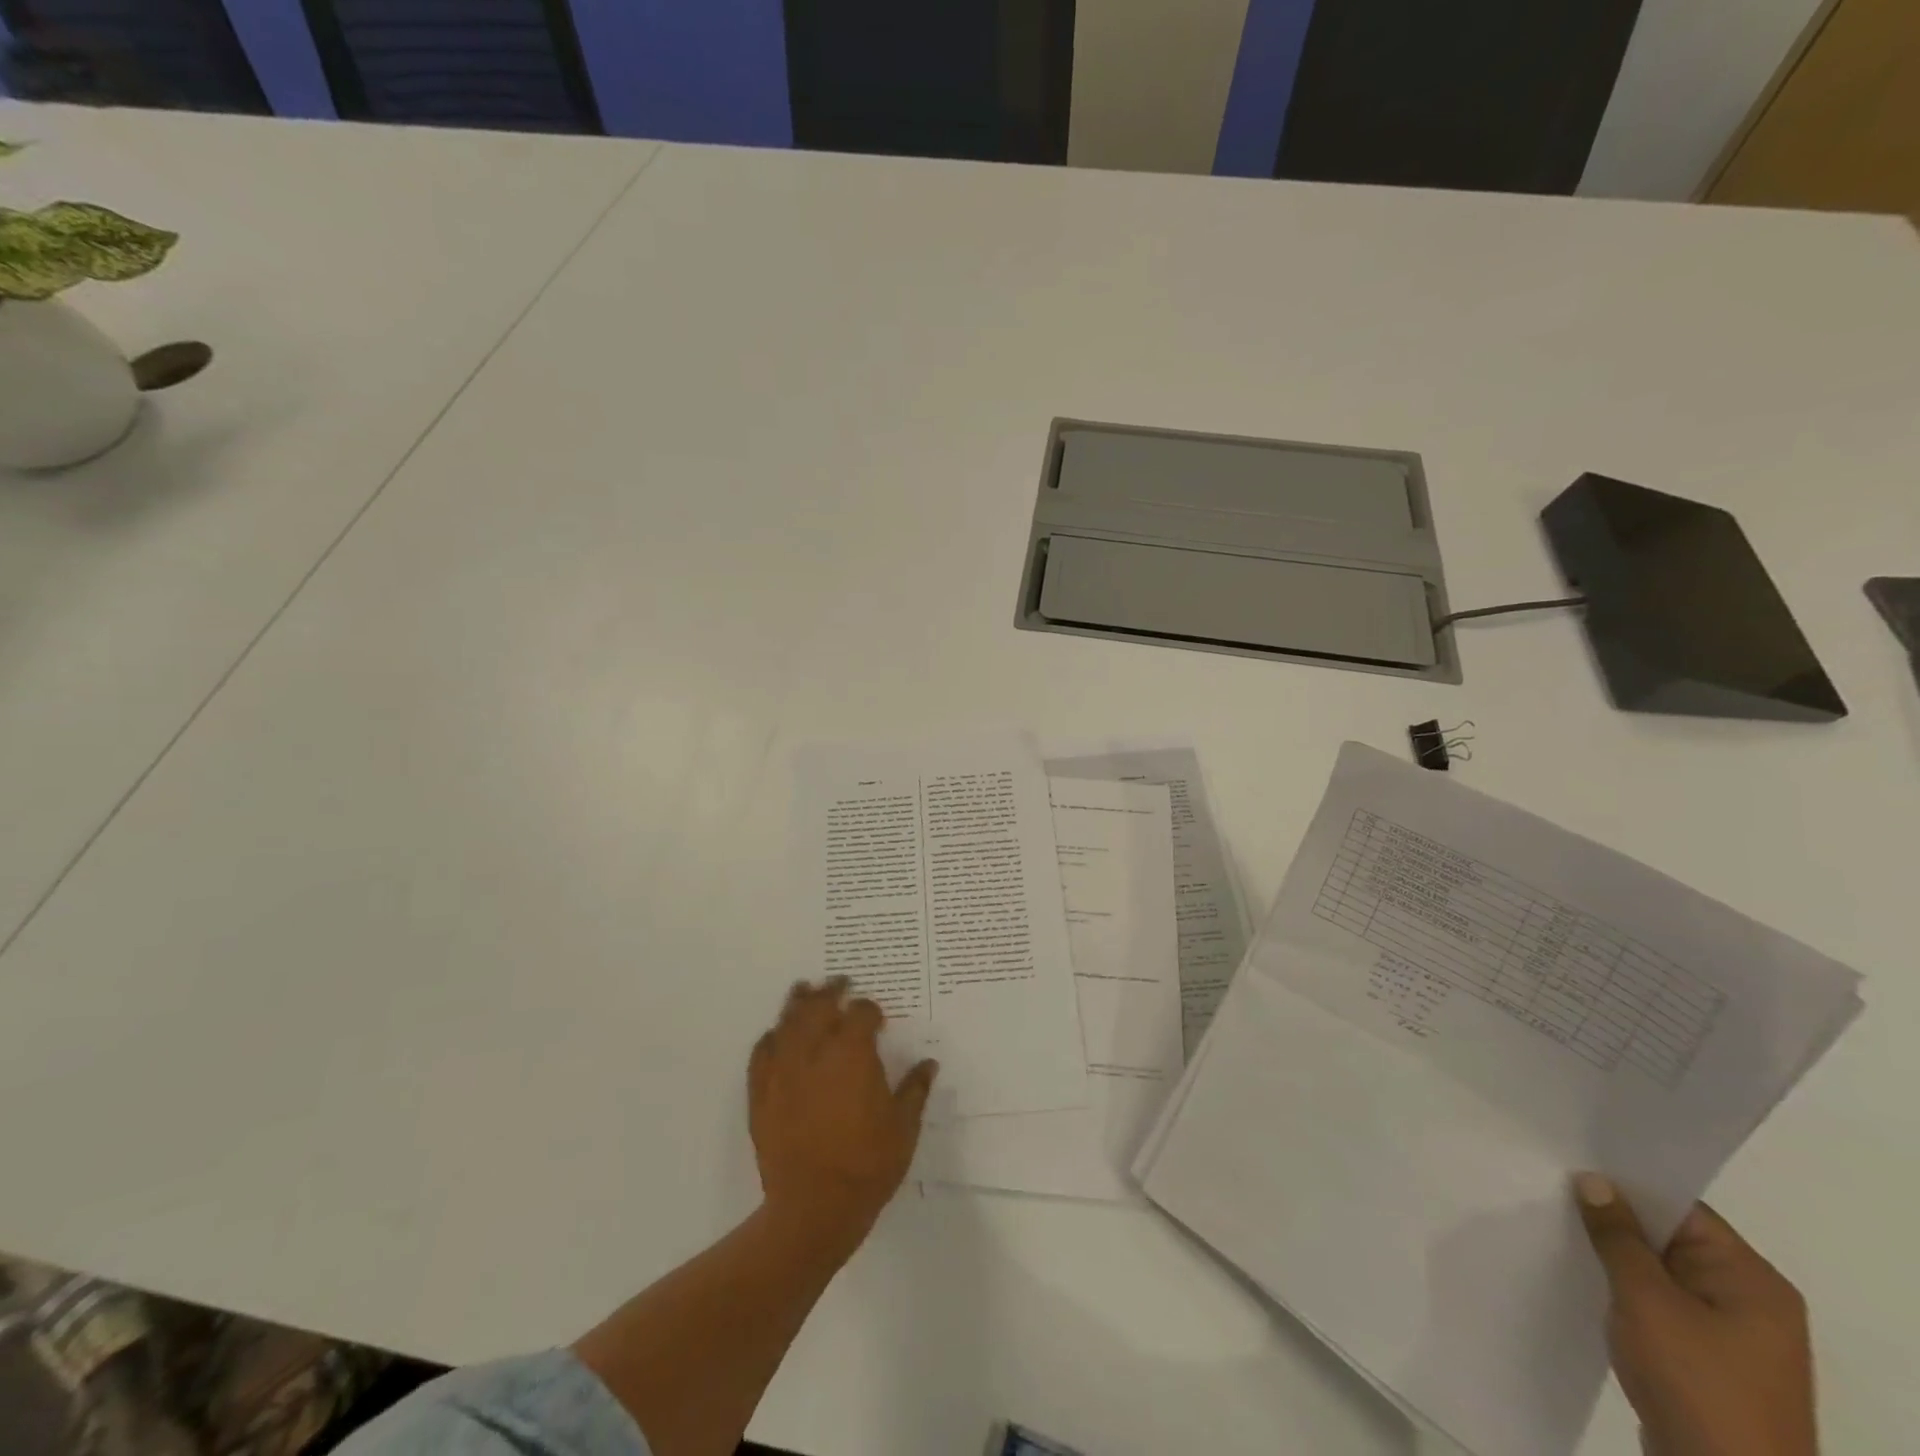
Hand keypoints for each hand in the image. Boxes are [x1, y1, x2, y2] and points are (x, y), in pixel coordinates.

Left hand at [748, 978, 937, 1256]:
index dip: (870, 1010)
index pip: (861, 1013)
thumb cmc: (867, 1166)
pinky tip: (776, 1035)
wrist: (812, 1209)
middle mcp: (815, 1051)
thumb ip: (915, 1090)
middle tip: (840, 982)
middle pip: (819, 1005)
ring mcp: (783, 1070)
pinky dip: (771, 1038)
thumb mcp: (904, 1128)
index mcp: (853, 1053)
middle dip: (832, 990)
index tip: (877, 1017)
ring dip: (798, 1002)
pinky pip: (762, 1053)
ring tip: (804, 990)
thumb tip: (928, 1063)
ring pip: (788, 1021)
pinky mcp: (761, 1093)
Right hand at [1575, 1174, 1816, 1455]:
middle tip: (1553, 1189)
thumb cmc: (1695, 1380)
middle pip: (1672, 1238)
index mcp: (1753, 1280)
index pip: (1682, 1208)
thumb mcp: (1645, 1298)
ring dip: (1617, 1256)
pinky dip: (1625, 1289)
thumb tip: (1594, 1181)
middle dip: (1615, 1219)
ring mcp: (1733, 1335)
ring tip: (1560, 1228)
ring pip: (1661, 1271)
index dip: (1627, 1184)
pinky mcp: (1710, 1360)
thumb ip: (1617, 1235)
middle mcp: (1752, 1301)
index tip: (1571, 1163)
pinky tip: (1584, 1278)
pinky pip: (1661, 1304)